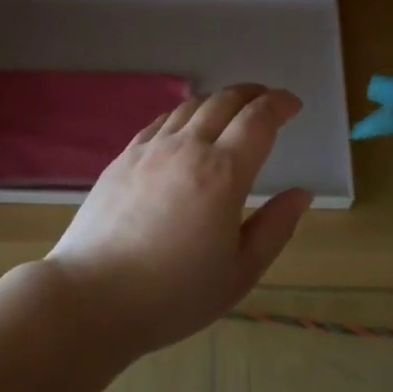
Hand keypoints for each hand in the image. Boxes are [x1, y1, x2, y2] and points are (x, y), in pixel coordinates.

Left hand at [47, 84, 312, 353]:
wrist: (92, 297)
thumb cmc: (173, 295)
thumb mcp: (239, 273)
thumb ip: (275, 228)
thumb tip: (301, 193)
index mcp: (223, 173)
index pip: (258, 119)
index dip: (280, 104)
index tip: (294, 105)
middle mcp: (187, 148)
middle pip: (225, 101)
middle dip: (253, 94)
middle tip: (268, 101)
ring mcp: (150, 149)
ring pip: (191, 106)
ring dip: (219, 100)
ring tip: (232, 110)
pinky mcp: (123, 158)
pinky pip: (160, 121)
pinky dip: (184, 114)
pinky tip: (185, 128)